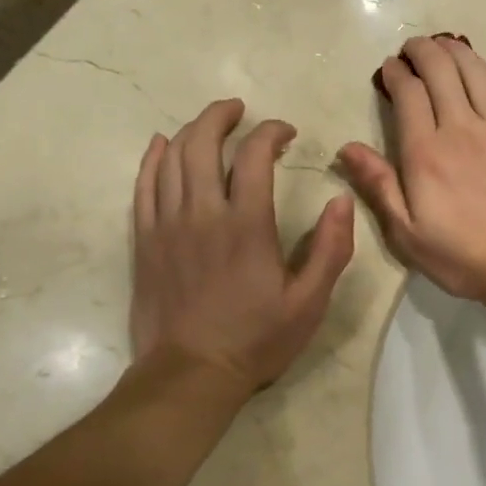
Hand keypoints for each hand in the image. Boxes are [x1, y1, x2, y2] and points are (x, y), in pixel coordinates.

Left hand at [131, 98, 354, 393]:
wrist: (190, 375)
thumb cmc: (256, 340)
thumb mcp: (310, 303)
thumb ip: (331, 249)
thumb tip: (341, 200)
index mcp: (246, 225)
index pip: (255, 155)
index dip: (271, 132)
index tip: (286, 132)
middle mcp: (202, 213)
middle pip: (203, 142)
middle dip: (222, 116)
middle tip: (240, 110)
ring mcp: (167, 224)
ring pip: (171, 157)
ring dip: (191, 131)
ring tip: (210, 123)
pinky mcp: (145, 240)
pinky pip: (143, 185)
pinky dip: (153, 158)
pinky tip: (162, 145)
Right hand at [338, 35, 485, 302]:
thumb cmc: (459, 253)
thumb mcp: (406, 231)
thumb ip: (378, 185)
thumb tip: (347, 147)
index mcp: (425, 151)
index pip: (408, 93)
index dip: (396, 73)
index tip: (389, 68)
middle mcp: (460, 127)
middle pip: (440, 71)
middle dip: (422, 51)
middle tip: (412, 48)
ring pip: (474, 71)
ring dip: (455, 51)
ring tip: (443, 45)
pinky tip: (481, 67)